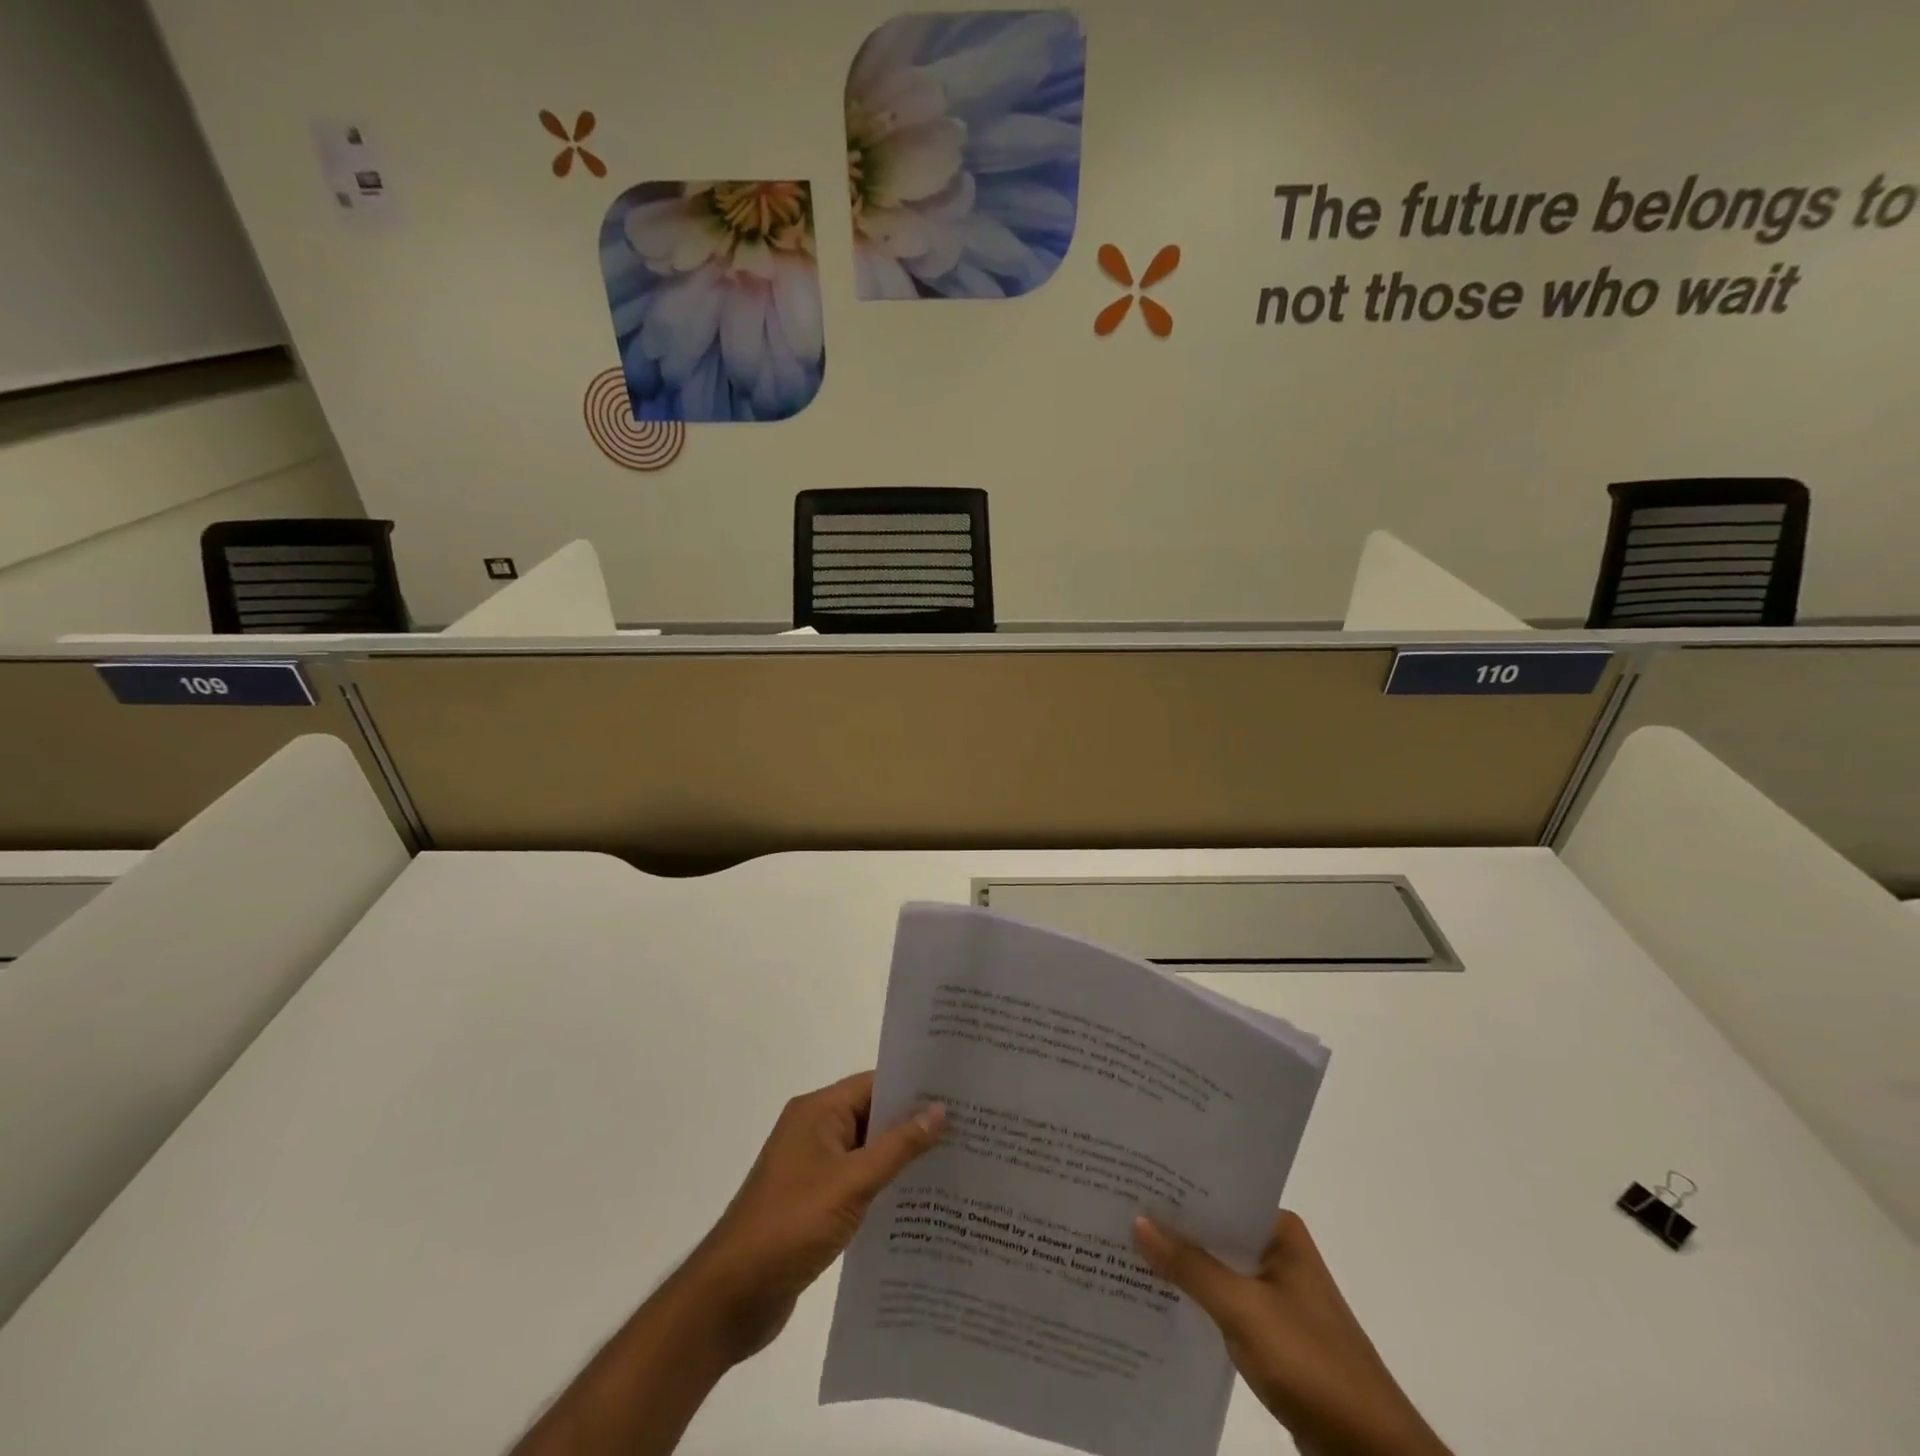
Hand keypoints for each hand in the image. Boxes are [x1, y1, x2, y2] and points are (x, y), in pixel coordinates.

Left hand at [681, 1072, 945, 1367]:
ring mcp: (813, 1169)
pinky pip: (858, 1183)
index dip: (915, 1087)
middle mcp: (815, 1131)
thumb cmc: (790, 1226)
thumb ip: (898, 1147)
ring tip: (955, 1164)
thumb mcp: (851, 1183)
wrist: (730, 1298)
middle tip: (968, 1129)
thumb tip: (940, 1110)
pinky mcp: (814, 1204)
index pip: (875, 1084)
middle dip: (915, 1124)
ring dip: (902, 1159)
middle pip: (873, 1116)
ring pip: (868, 1152)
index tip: (959, 1093)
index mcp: (817, 1112)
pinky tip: (920, 1205)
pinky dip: (885, 1188)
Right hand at [1134, 1212, 1450, 1455]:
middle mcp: (1276, 1251)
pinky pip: (1220, 1300)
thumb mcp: (1244, 1311)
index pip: (1218, 1193)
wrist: (1370, 1453)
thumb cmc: (1311, 1364)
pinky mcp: (1268, 1331)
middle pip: (1213, 1229)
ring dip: (1178, 1262)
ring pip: (1214, 1266)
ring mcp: (1273, 1292)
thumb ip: (1190, 1266)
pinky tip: (1153, 1293)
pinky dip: (1192, 1296)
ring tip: (1120, 1241)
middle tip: (1113, 1203)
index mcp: (1279, 1230)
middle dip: (1170, 1223)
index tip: (1129, 1173)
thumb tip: (1137, 1219)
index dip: (1175, 1186)